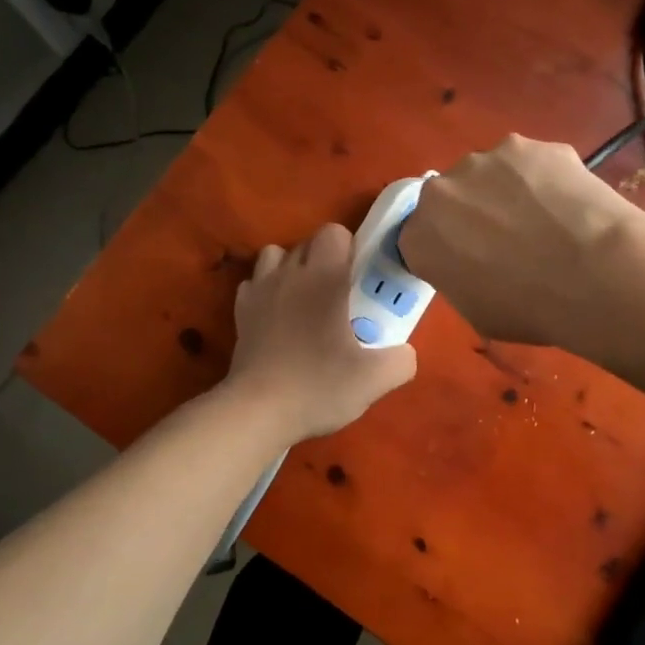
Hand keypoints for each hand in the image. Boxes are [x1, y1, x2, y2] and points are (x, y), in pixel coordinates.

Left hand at [226, 223, 417, 441]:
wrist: (257, 412)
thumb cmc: (317, 386)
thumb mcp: (374, 380)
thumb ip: (401, 360)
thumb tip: (404, 353)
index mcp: (323, 278)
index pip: (333, 232)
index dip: (349, 248)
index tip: (358, 278)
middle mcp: (288, 274)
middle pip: (306, 242)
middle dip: (324, 259)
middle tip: (340, 295)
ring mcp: (259, 291)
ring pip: (275, 256)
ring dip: (291, 269)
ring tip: (305, 300)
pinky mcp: (240, 312)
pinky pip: (254, 284)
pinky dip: (267, 291)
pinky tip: (278, 317)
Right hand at [401, 134, 640, 345]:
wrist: (595, 274)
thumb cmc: (531, 309)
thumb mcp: (478, 313)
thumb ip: (460, 278)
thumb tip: (476, 265)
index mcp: (420, 238)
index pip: (420, 238)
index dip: (447, 249)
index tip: (470, 262)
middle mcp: (441, 191)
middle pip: (451, 198)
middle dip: (472, 214)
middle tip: (509, 240)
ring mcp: (485, 160)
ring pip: (488, 174)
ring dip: (506, 191)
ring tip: (546, 219)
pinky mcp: (527, 144)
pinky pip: (528, 163)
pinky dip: (542, 178)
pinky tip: (568, 202)